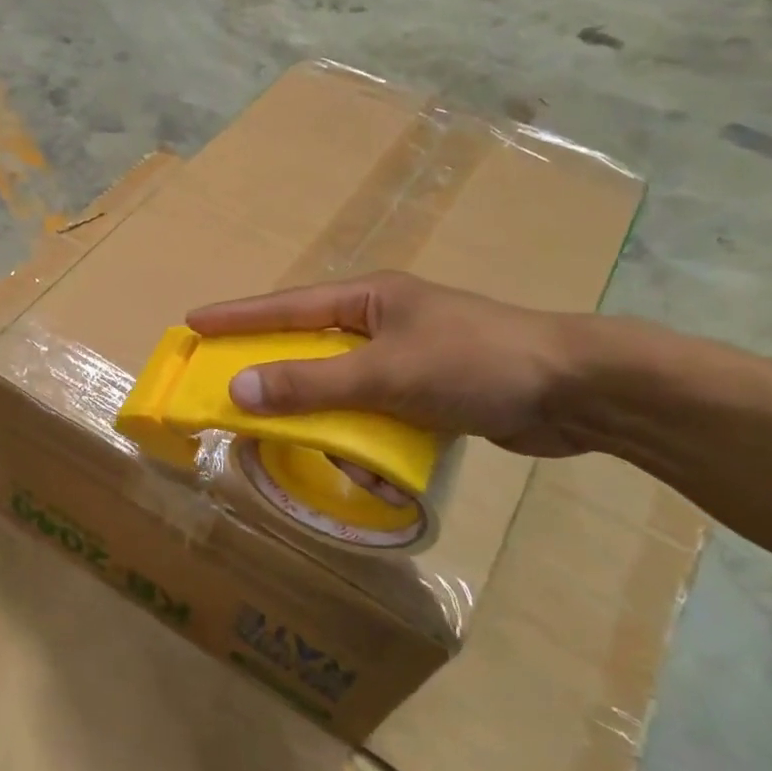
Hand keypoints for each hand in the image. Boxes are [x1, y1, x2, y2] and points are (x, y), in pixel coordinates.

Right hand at [186, 273, 586, 456]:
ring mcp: (406, 358)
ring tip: (342, 457)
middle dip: (284, 383)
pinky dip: (371, 444)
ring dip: (337, 428)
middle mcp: (381, 323)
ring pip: (342, 392)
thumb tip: (238, 390)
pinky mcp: (428, 393)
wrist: (578, 392)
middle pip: (309, 351)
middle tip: (242, 404)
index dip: (237, 317)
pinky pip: (375, 416)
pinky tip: (382, 470)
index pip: (286, 306)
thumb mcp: (385, 373)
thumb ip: (311, 384)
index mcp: (368, 300)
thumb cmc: (476, 363)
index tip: (193, 323)